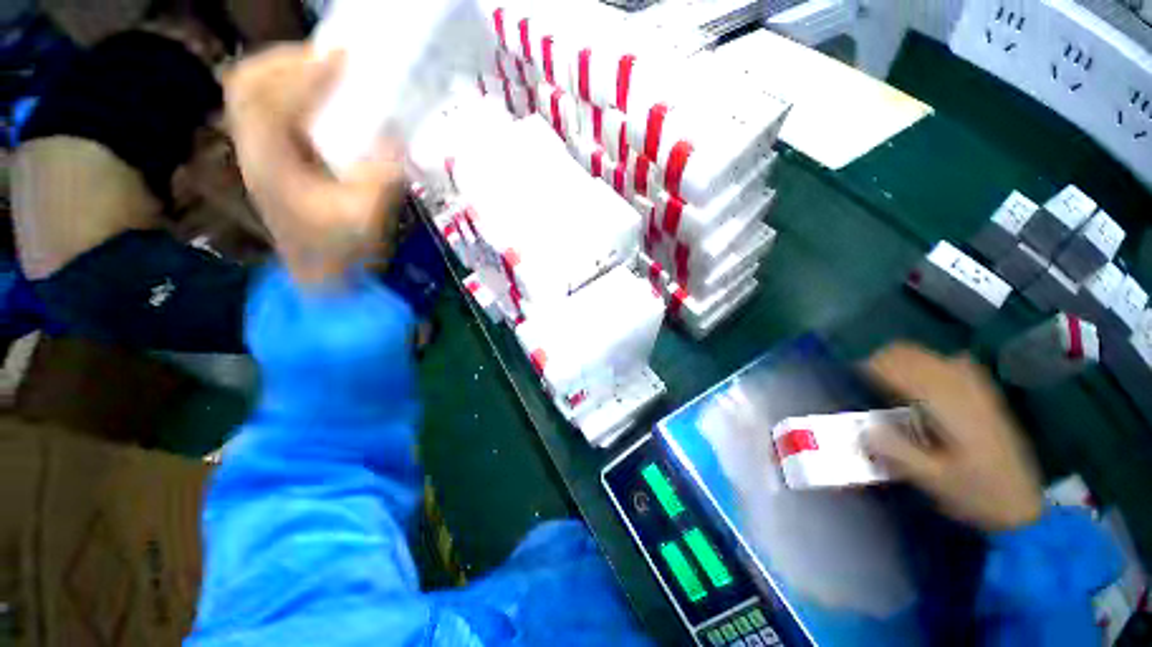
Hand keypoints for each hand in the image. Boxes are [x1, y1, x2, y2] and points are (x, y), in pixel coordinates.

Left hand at [223, 44, 403, 285]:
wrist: (324, 279)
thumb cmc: (344, 254)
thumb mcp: (368, 219)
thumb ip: (380, 176)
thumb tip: (393, 133)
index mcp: (271, 167)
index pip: (269, 101)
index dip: (304, 73)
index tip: (344, 58)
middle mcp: (255, 152)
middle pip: (246, 85)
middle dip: (286, 61)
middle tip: (332, 58)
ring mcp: (259, 153)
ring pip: (253, 93)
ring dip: (286, 72)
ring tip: (326, 70)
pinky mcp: (273, 158)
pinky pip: (270, 108)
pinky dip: (292, 92)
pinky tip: (321, 97)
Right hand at [862, 343, 1044, 532]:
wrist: (1023, 503)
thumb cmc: (975, 493)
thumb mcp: (933, 481)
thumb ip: (897, 451)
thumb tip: (864, 426)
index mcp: (949, 405)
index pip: (900, 368)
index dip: (871, 368)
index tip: (851, 378)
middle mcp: (962, 388)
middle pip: (912, 355)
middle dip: (883, 361)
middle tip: (865, 382)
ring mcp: (977, 388)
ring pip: (930, 355)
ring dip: (902, 362)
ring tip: (886, 381)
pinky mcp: (984, 394)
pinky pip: (952, 363)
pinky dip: (928, 365)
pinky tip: (922, 384)